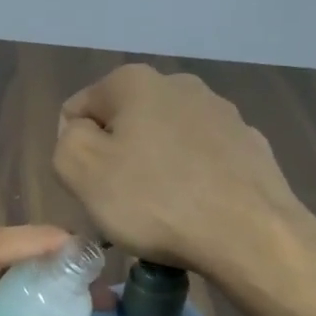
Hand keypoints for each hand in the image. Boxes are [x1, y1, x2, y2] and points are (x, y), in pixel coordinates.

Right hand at [54, 64, 309, 278]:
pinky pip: (201, 161)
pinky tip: (195, 212)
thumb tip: (81, 133)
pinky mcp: (249, 145)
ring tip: (161, 214)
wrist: (249, 233)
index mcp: (134, 82)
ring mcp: (221, 112)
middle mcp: (180, 84)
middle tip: (122, 204)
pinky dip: (191, 180)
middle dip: (116, 158)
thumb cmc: (155, 201)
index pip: (78, 110)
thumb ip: (66, 142)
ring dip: (153, 170)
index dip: (75, 152)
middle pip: (124, 123)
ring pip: (165, 141)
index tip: (91, 187)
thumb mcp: (81, 171)